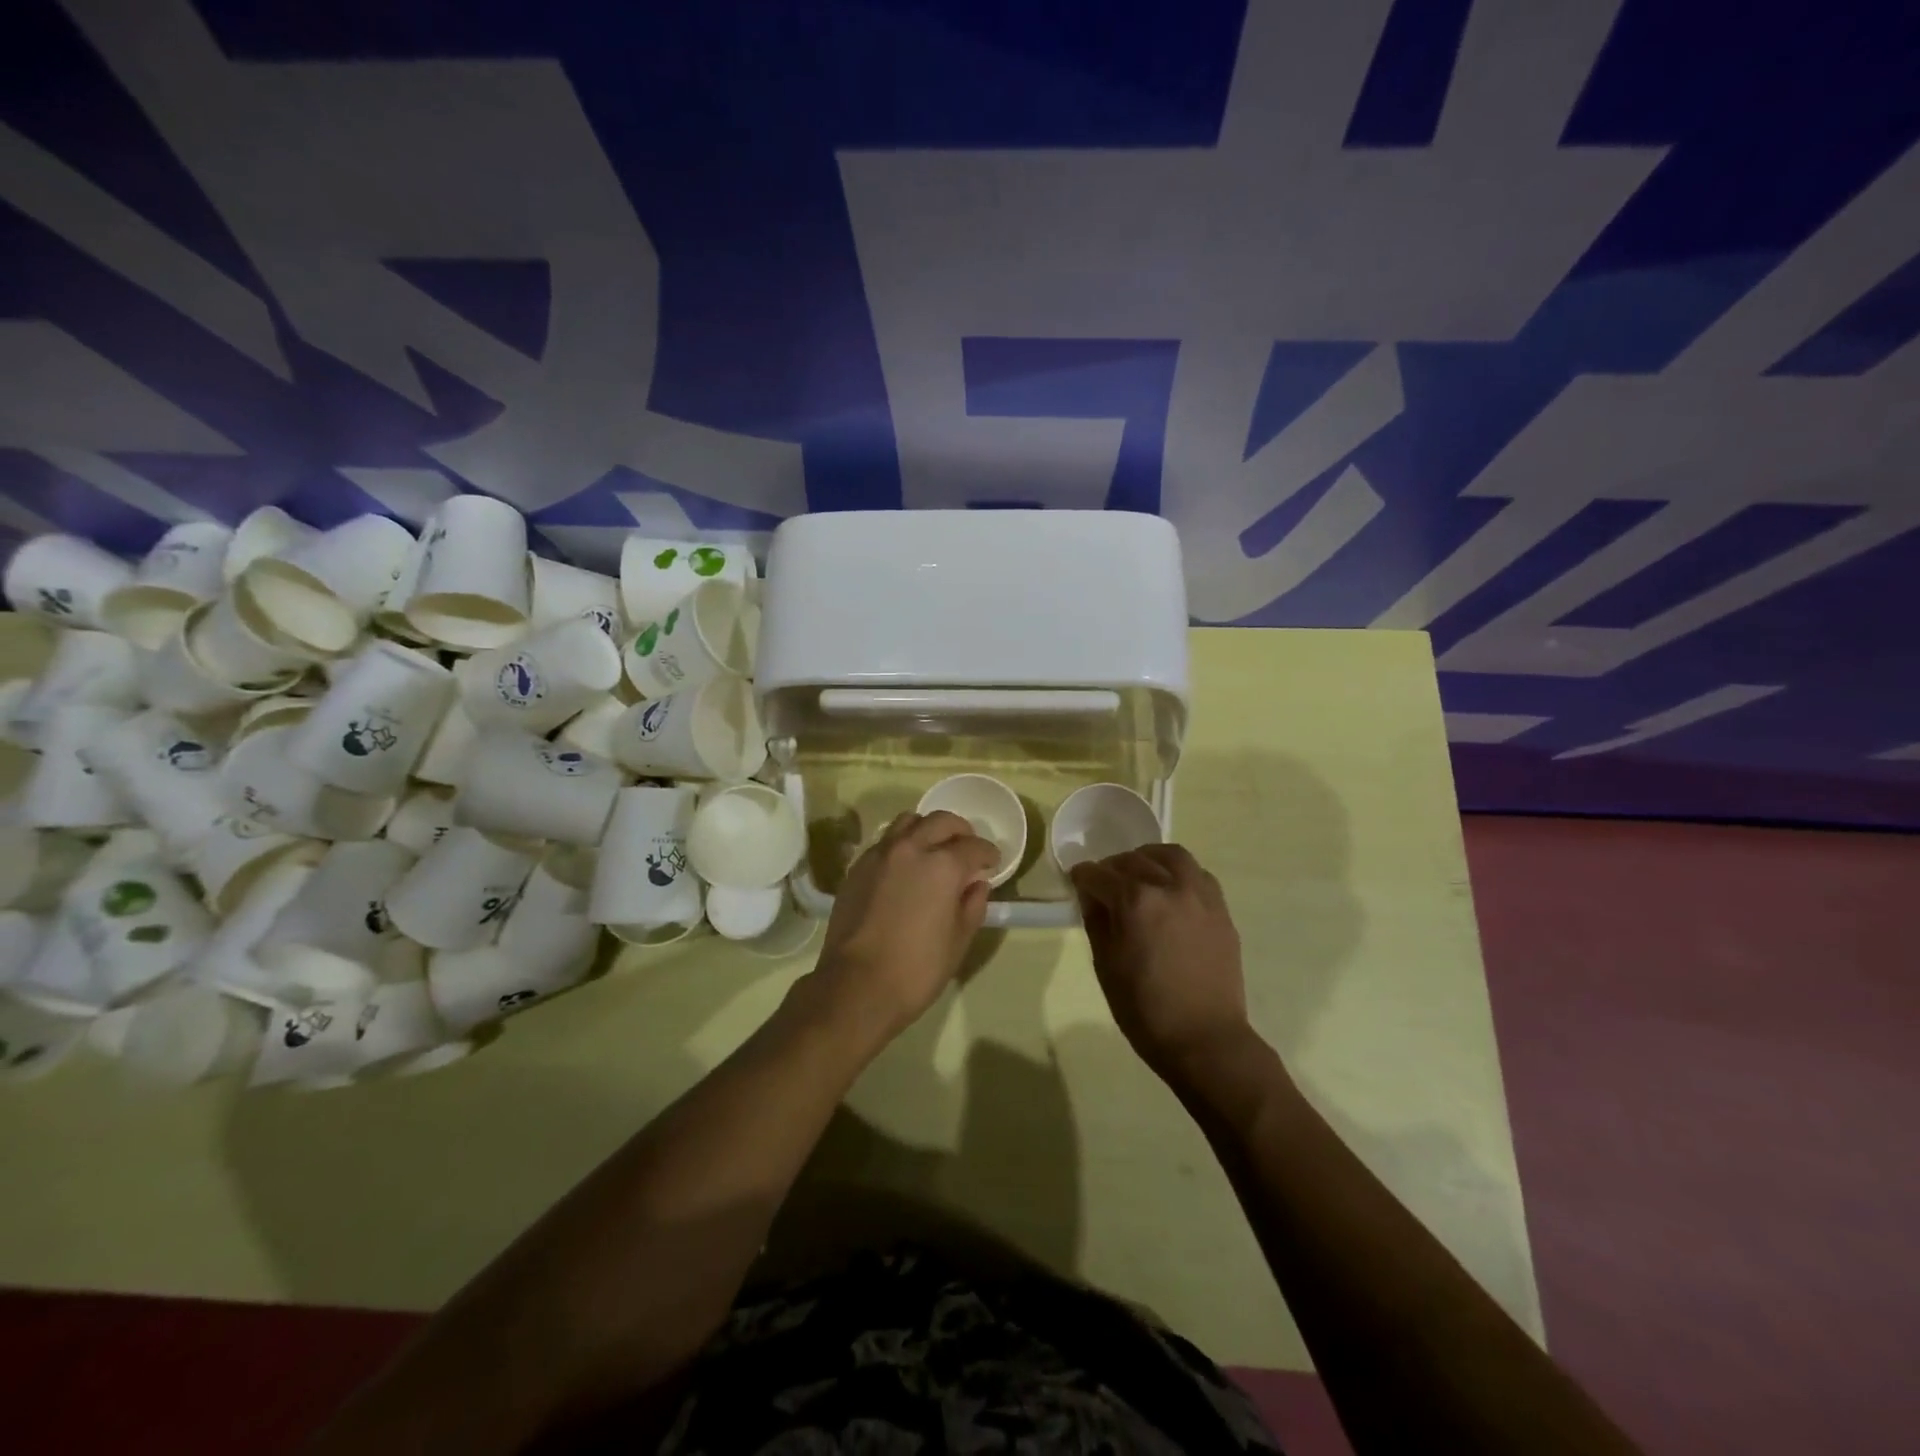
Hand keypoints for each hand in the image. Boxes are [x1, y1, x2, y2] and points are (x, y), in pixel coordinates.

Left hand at [808, 810, 997, 1045]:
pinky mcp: (857, 868)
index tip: (992, 862)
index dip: (988, 853)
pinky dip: (902, 844)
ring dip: (927, 829)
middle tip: (967, 848)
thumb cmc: (917, 969)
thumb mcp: (958, 941)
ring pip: (908, 822)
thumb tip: (976, 884)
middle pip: (941, 821)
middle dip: (960, 831)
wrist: (856, 986)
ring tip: (933, 849)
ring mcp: (880, 855)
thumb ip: (972, 905)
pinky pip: (885, 841)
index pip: (973, 846)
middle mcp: (911, 848)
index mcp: (942, 865)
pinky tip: (905, 867)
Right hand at [1070, 844, 1252, 1081]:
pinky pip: (1197, 875)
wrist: (1205, 1040)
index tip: (1077, 882)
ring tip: (1140, 875)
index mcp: (1135, 901)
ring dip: (1149, 859)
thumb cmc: (1145, 1010)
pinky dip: (1178, 873)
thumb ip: (1097, 921)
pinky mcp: (1220, 910)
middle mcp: (1169, 887)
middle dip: (1112, 868)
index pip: (1099, 875)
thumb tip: (1092, 895)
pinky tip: (1170, 892)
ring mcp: (1200, 896)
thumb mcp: (1106, 965)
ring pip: (1171, 856)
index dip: (1082, 877)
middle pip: (1133, 860)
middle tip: (1104, 884)